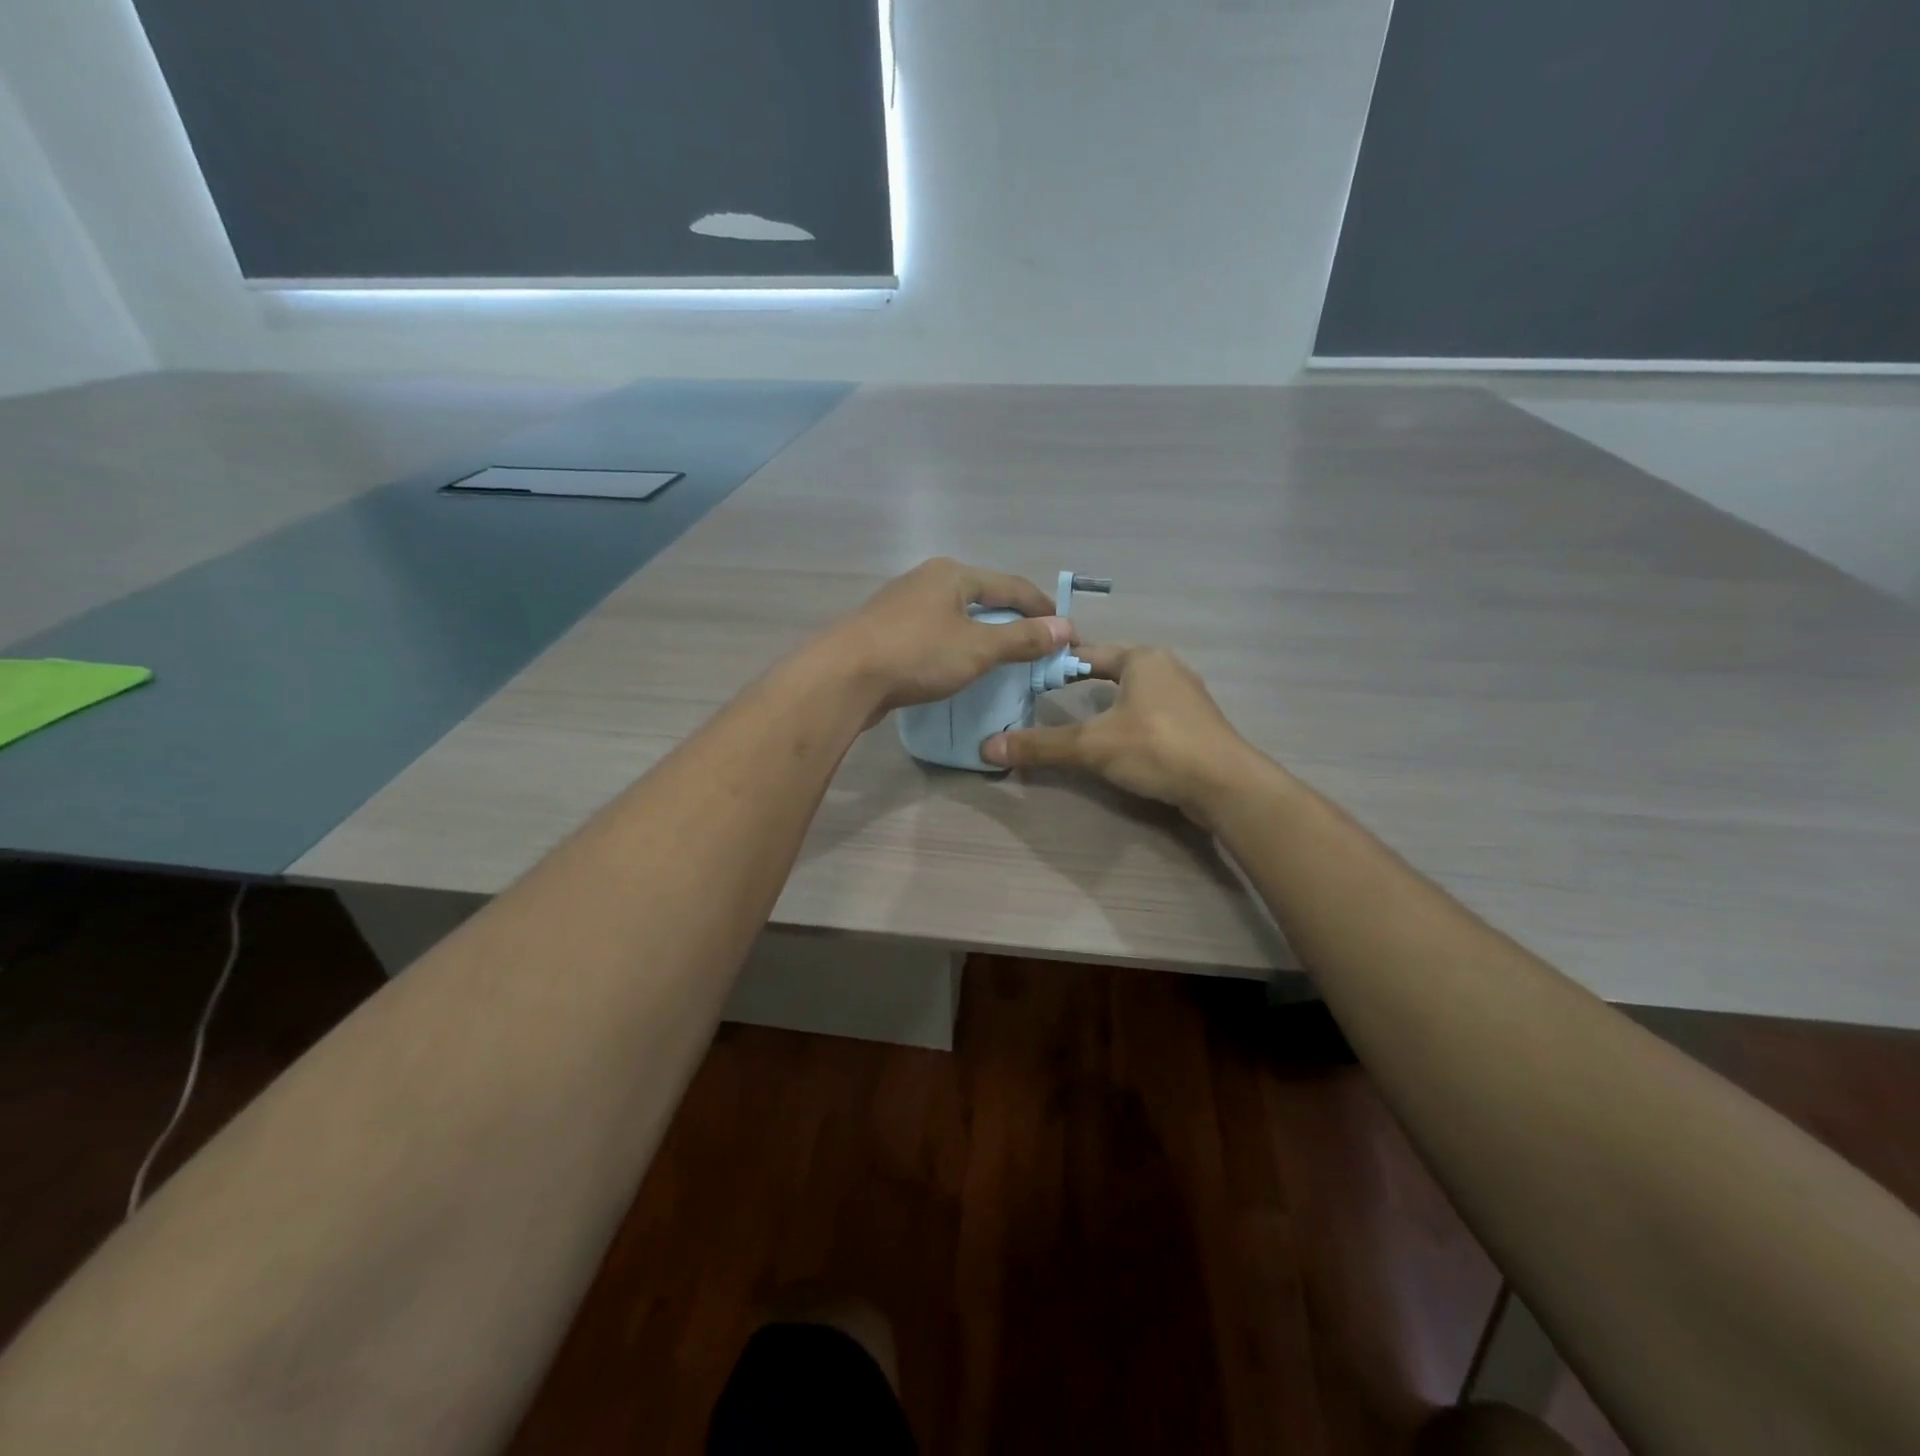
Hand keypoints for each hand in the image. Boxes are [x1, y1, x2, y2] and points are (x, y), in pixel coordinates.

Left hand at [822, 558, 1071, 715]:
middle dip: (1011, 620)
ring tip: (1001, 658)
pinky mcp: (884, 631)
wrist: (844, 677)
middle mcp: (926, 580)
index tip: (1065, 632)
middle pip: (982, 597)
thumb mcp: (978, 648)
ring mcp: (901, 605)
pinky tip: (957, 666)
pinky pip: (933, 633)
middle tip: (1035, 645)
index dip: (1041, 608)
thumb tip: (1065, 628)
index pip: (1011, 586)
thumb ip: (1022, 639)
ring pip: (954, 616)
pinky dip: (954, 646)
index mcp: (952, 574)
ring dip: (981, 634)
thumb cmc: (917, 655)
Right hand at [981, 646, 1272, 825]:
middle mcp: (1167, 668)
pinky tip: (1118, 743)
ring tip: (1079, 721)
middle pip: (1113, 670)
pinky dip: (1131, 723)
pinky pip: (1153, 716)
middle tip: (1048, 699)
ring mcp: (1187, 697)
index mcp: (1142, 658)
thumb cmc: (1156, 748)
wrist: (1225, 785)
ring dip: (1109, 704)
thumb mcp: (1092, 746)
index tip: (1031, 676)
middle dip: (1084, 682)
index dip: (1059, 663)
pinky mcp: (1197, 726)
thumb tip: (987, 747)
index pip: (1090, 652)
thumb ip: (1042, 746)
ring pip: (1135, 694)